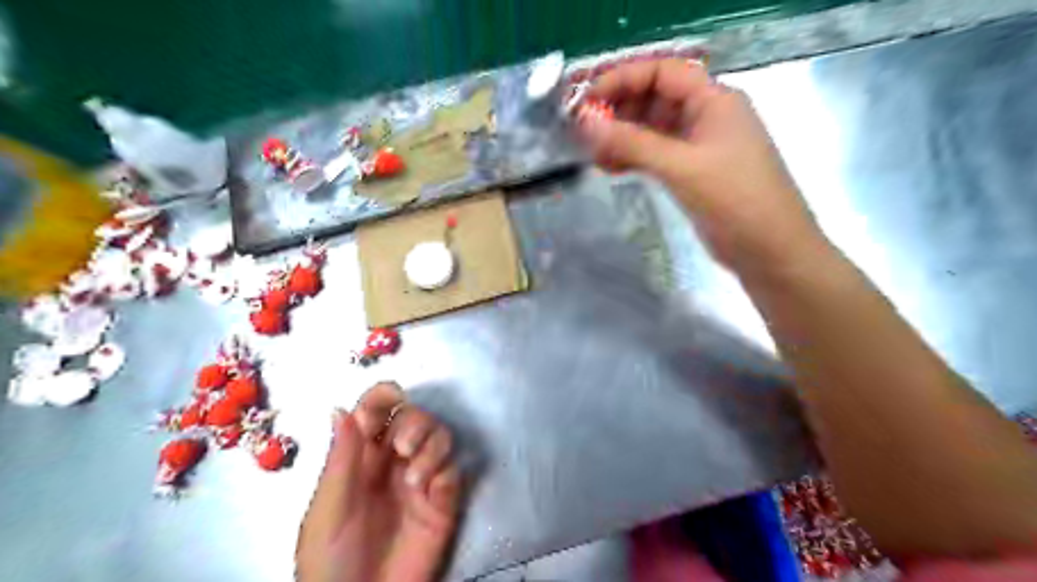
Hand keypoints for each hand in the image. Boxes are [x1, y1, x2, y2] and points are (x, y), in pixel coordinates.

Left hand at [301, 382, 460, 581]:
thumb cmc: (331, 561)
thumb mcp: (328, 510)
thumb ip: (340, 459)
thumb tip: (340, 407)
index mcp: (360, 457)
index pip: (376, 410)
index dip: (384, 397)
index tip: (392, 400)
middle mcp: (393, 461)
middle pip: (415, 416)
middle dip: (414, 422)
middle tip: (403, 447)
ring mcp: (420, 480)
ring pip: (440, 436)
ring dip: (432, 445)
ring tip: (415, 478)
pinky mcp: (443, 501)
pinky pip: (454, 470)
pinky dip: (446, 471)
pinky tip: (430, 491)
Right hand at [581, 60, 831, 272]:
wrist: (770, 251)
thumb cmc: (735, 200)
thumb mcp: (682, 167)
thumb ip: (633, 143)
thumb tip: (586, 123)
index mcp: (714, 100)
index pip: (661, 72)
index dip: (622, 79)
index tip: (586, 100)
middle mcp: (706, 116)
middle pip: (654, 98)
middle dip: (617, 109)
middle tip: (581, 129)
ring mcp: (699, 146)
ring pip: (652, 129)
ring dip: (621, 136)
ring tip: (590, 152)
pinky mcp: (692, 172)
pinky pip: (655, 154)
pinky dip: (632, 157)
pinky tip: (609, 167)